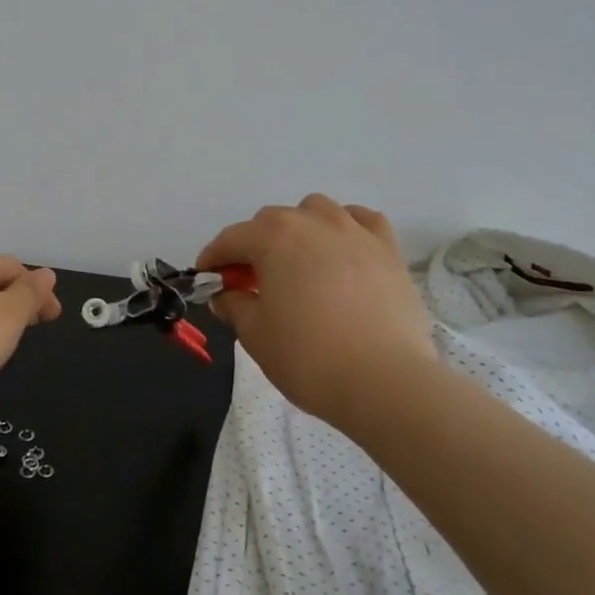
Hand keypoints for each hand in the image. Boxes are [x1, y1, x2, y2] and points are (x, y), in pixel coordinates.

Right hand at [196, 195, 435, 424]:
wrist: (385, 382)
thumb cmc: (308, 357)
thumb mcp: (254, 334)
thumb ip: (234, 305)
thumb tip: (228, 294)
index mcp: (273, 237)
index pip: (231, 239)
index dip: (213, 259)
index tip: (206, 280)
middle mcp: (312, 222)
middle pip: (271, 221)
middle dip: (253, 246)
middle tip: (250, 282)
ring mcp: (355, 232)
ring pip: (316, 211)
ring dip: (298, 229)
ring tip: (298, 262)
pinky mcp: (388, 251)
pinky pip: (362, 221)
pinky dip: (347, 227)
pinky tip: (342, 249)